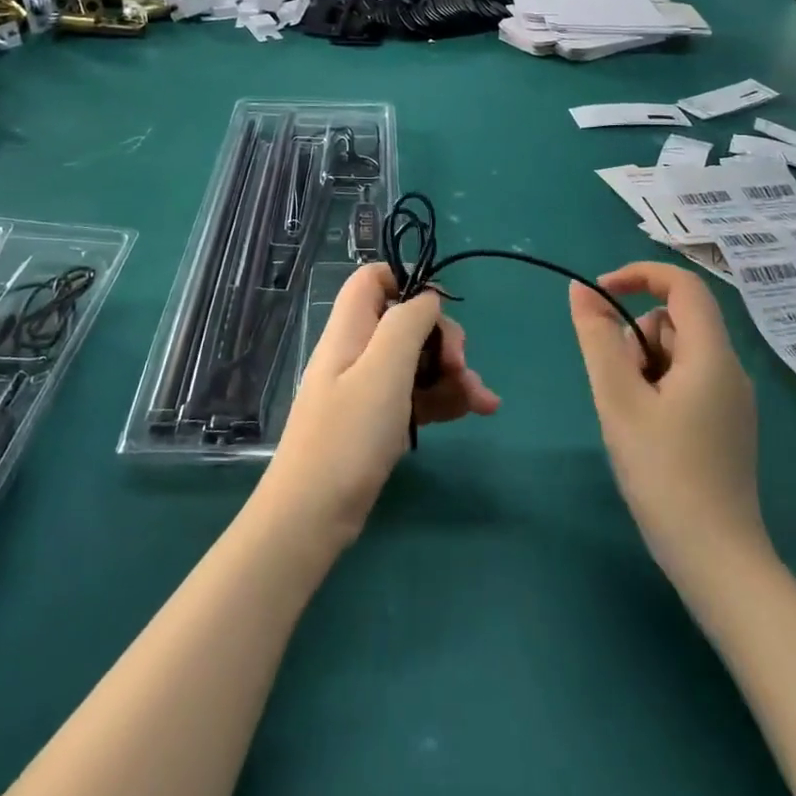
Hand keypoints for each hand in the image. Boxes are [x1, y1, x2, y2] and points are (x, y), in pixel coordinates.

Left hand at [258, 265, 498, 546]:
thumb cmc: (348, 435)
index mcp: (351, 329)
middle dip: (443, 338)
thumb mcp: (383, 370)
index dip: (406, 280)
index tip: (439, 306)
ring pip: (419, 362)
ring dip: (454, 374)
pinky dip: (447, 399)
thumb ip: (407, 323)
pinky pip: (418, 395)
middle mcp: (359, 352)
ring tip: (482, 401)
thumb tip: (427, 297)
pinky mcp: (380, 421)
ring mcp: (369, 388)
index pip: (372, 280)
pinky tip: (476, 411)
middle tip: (460, 366)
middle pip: (407, 322)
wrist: (313, 516)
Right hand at [569, 263, 765, 576]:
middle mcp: (730, 369)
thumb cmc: (664, 473)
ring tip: (632, 418)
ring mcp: (731, 400)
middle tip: (618, 389)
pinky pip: (686, 381)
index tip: (597, 294)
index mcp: (712, 355)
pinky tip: (648, 434)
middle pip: (675, 322)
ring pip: (676, 353)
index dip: (639, 275)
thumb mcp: (618, 399)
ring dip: (643, 368)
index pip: (683, 285)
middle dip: (635, 339)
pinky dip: (657, 389)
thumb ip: (597, 338)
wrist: (717, 560)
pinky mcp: (726, 424)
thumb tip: (580, 291)